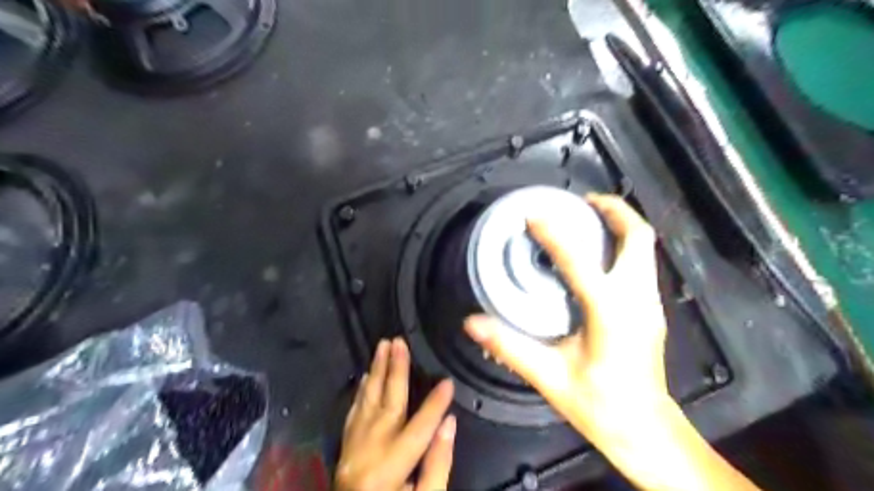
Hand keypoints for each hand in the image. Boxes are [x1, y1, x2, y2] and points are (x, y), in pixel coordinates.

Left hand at [335, 337, 457, 490]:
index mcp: (392, 466)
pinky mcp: (345, 447)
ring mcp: (354, 446)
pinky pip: (353, 412)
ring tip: (382, 346)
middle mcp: (370, 449)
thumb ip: (438, 464)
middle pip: (389, 403)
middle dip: (396, 370)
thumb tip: (448, 424)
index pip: (421, 426)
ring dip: (376, 371)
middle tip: (399, 343)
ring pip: (367, 400)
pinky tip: (365, 376)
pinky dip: (361, 391)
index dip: (436, 403)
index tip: (448, 382)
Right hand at [463, 193, 669, 446]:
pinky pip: (641, 263)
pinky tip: (598, 255)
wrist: (645, 431)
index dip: (553, 233)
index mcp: (610, 311)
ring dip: (620, 225)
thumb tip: (472, 323)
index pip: (579, 259)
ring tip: (588, 218)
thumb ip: (509, 347)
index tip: (532, 216)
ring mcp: (649, 304)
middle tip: (581, 201)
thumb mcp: (549, 377)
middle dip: (613, 210)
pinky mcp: (650, 311)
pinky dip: (623, 246)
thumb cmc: (600, 405)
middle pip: (637, 237)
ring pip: (644, 248)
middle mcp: (636, 299)